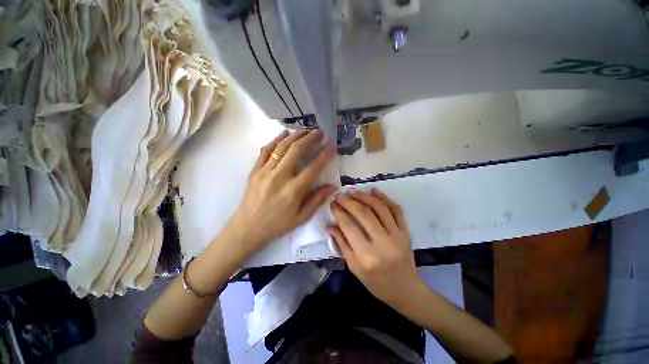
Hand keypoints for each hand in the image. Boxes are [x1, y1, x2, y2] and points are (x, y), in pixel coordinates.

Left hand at [227, 129, 335, 256]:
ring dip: (295, 135)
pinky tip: (284, 133)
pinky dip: (275, 139)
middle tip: (319, 132)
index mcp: (293, 191)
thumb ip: (317, 200)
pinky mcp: (255, 170)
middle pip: (296, 151)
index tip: (331, 146)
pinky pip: (265, 150)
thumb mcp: (301, 218)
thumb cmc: (277, 225)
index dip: (324, 155)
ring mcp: (265, 172)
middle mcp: (279, 177)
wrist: (247, 228)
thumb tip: (332, 186)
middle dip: (310, 139)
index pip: (313, 168)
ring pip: (281, 147)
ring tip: (305, 130)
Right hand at [327, 188, 423, 305]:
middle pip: (364, 214)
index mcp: (366, 256)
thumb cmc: (375, 282)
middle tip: (340, 195)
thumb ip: (341, 243)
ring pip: (380, 208)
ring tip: (353, 191)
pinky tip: (374, 191)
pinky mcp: (406, 231)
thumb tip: (329, 224)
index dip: (339, 212)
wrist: (405, 289)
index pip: (349, 227)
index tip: (332, 204)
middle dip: (349, 201)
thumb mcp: (354, 267)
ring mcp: (397, 235)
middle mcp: (383, 243)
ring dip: (365, 196)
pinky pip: (396, 209)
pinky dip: (384, 198)